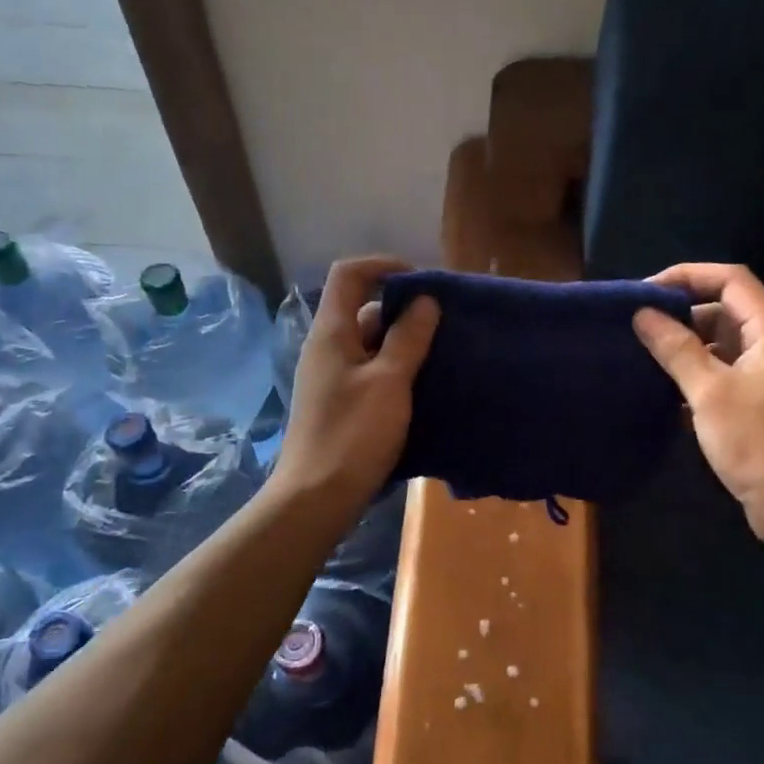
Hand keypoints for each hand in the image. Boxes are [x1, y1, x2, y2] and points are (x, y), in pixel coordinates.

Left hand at [272, 256, 438, 515]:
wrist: (318, 497)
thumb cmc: (353, 434)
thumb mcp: (389, 381)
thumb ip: (408, 338)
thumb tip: (424, 300)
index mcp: (332, 332)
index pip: (350, 273)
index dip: (385, 266)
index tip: (424, 282)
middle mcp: (328, 348)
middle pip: (365, 310)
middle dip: (406, 312)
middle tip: (446, 326)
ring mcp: (333, 379)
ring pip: (372, 346)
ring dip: (406, 346)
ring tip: (444, 357)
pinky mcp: (342, 406)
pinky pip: (372, 374)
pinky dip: (398, 373)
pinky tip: (426, 389)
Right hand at [634, 263, 763, 558]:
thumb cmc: (755, 442)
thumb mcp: (708, 392)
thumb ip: (675, 348)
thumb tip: (642, 314)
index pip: (730, 280)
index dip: (687, 276)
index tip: (646, 291)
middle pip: (728, 308)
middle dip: (684, 311)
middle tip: (640, 325)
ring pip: (727, 339)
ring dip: (690, 342)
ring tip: (648, 353)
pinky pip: (730, 366)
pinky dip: (702, 367)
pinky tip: (670, 384)